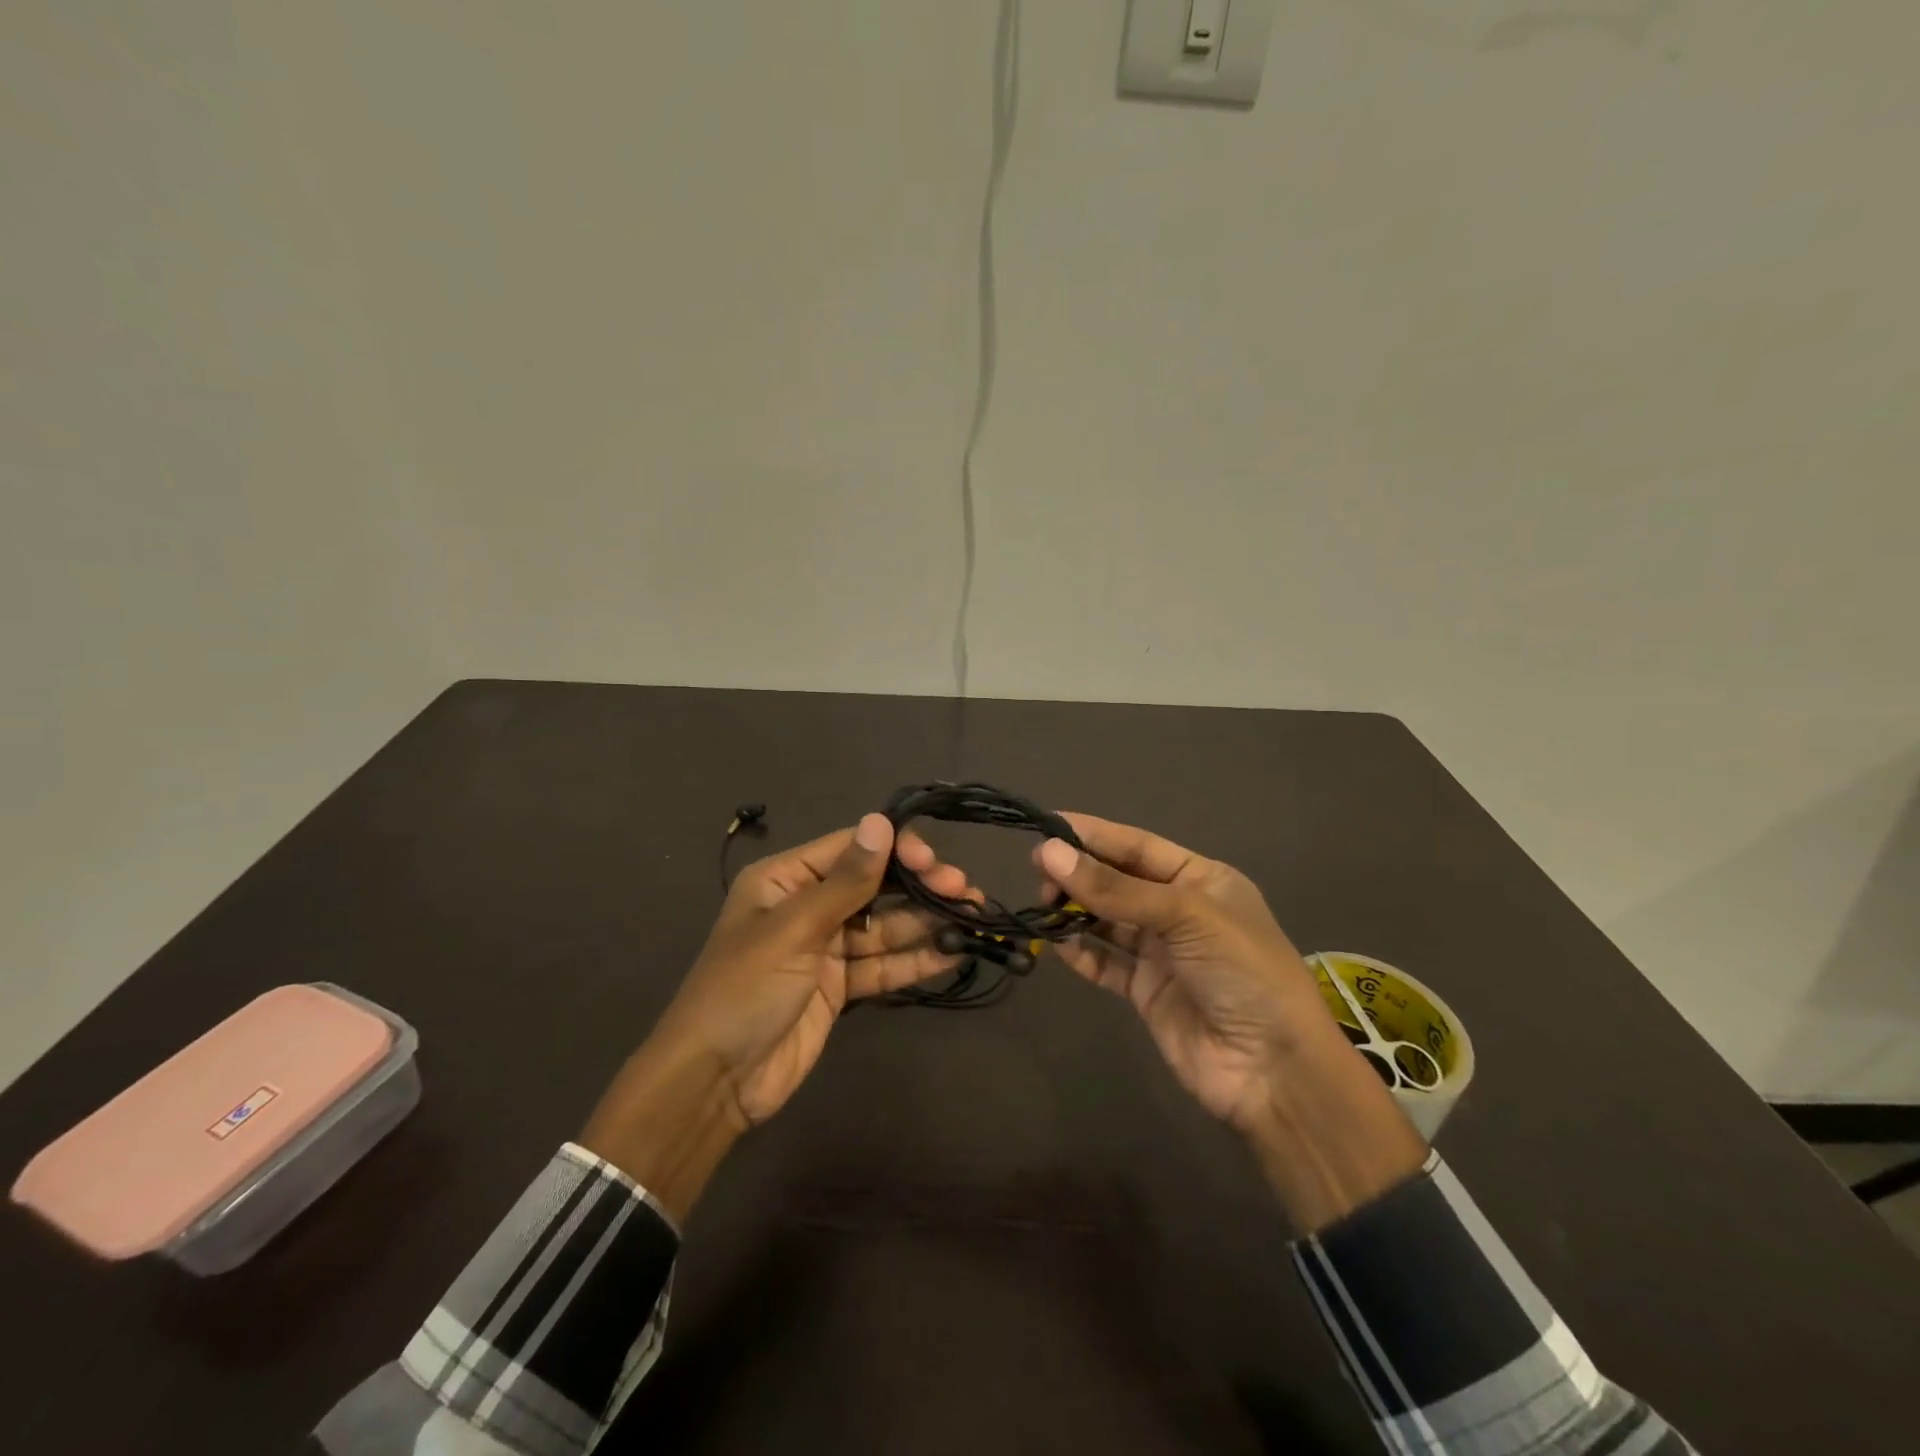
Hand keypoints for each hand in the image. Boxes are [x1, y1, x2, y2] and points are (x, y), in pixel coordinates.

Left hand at [580, 813, 972, 1219]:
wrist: (713, 1082)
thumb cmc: (744, 989)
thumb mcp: (793, 929)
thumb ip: (846, 881)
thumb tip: (881, 822)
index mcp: (785, 879)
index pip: (851, 848)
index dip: (896, 849)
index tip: (933, 862)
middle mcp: (808, 906)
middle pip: (874, 886)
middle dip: (919, 885)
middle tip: (964, 890)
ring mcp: (826, 948)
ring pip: (885, 926)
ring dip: (926, 921)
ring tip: (972, 915)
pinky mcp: (840, 987)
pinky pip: (883, 965)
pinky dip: (916, 960)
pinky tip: (953, 951)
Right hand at [1035, 815, 1426, 1231]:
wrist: (1273, 1071)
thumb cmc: (1241, 971)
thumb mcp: (1184, 916)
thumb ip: (1115, 889)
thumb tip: (1049, 852)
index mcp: (1201, 879)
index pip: (1137, 846)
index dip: (1093, 835)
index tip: (1046, 826)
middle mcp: (1179, 910)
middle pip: (1118, 881)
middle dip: (1080, 873)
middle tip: (1040, 874)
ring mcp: (1161, 952)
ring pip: (1106, 920)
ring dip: (1076, 911)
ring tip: (1043, 905)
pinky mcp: (1146, 991)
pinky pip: (1105, 962)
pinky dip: (1080, 952)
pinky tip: (1058, 944)